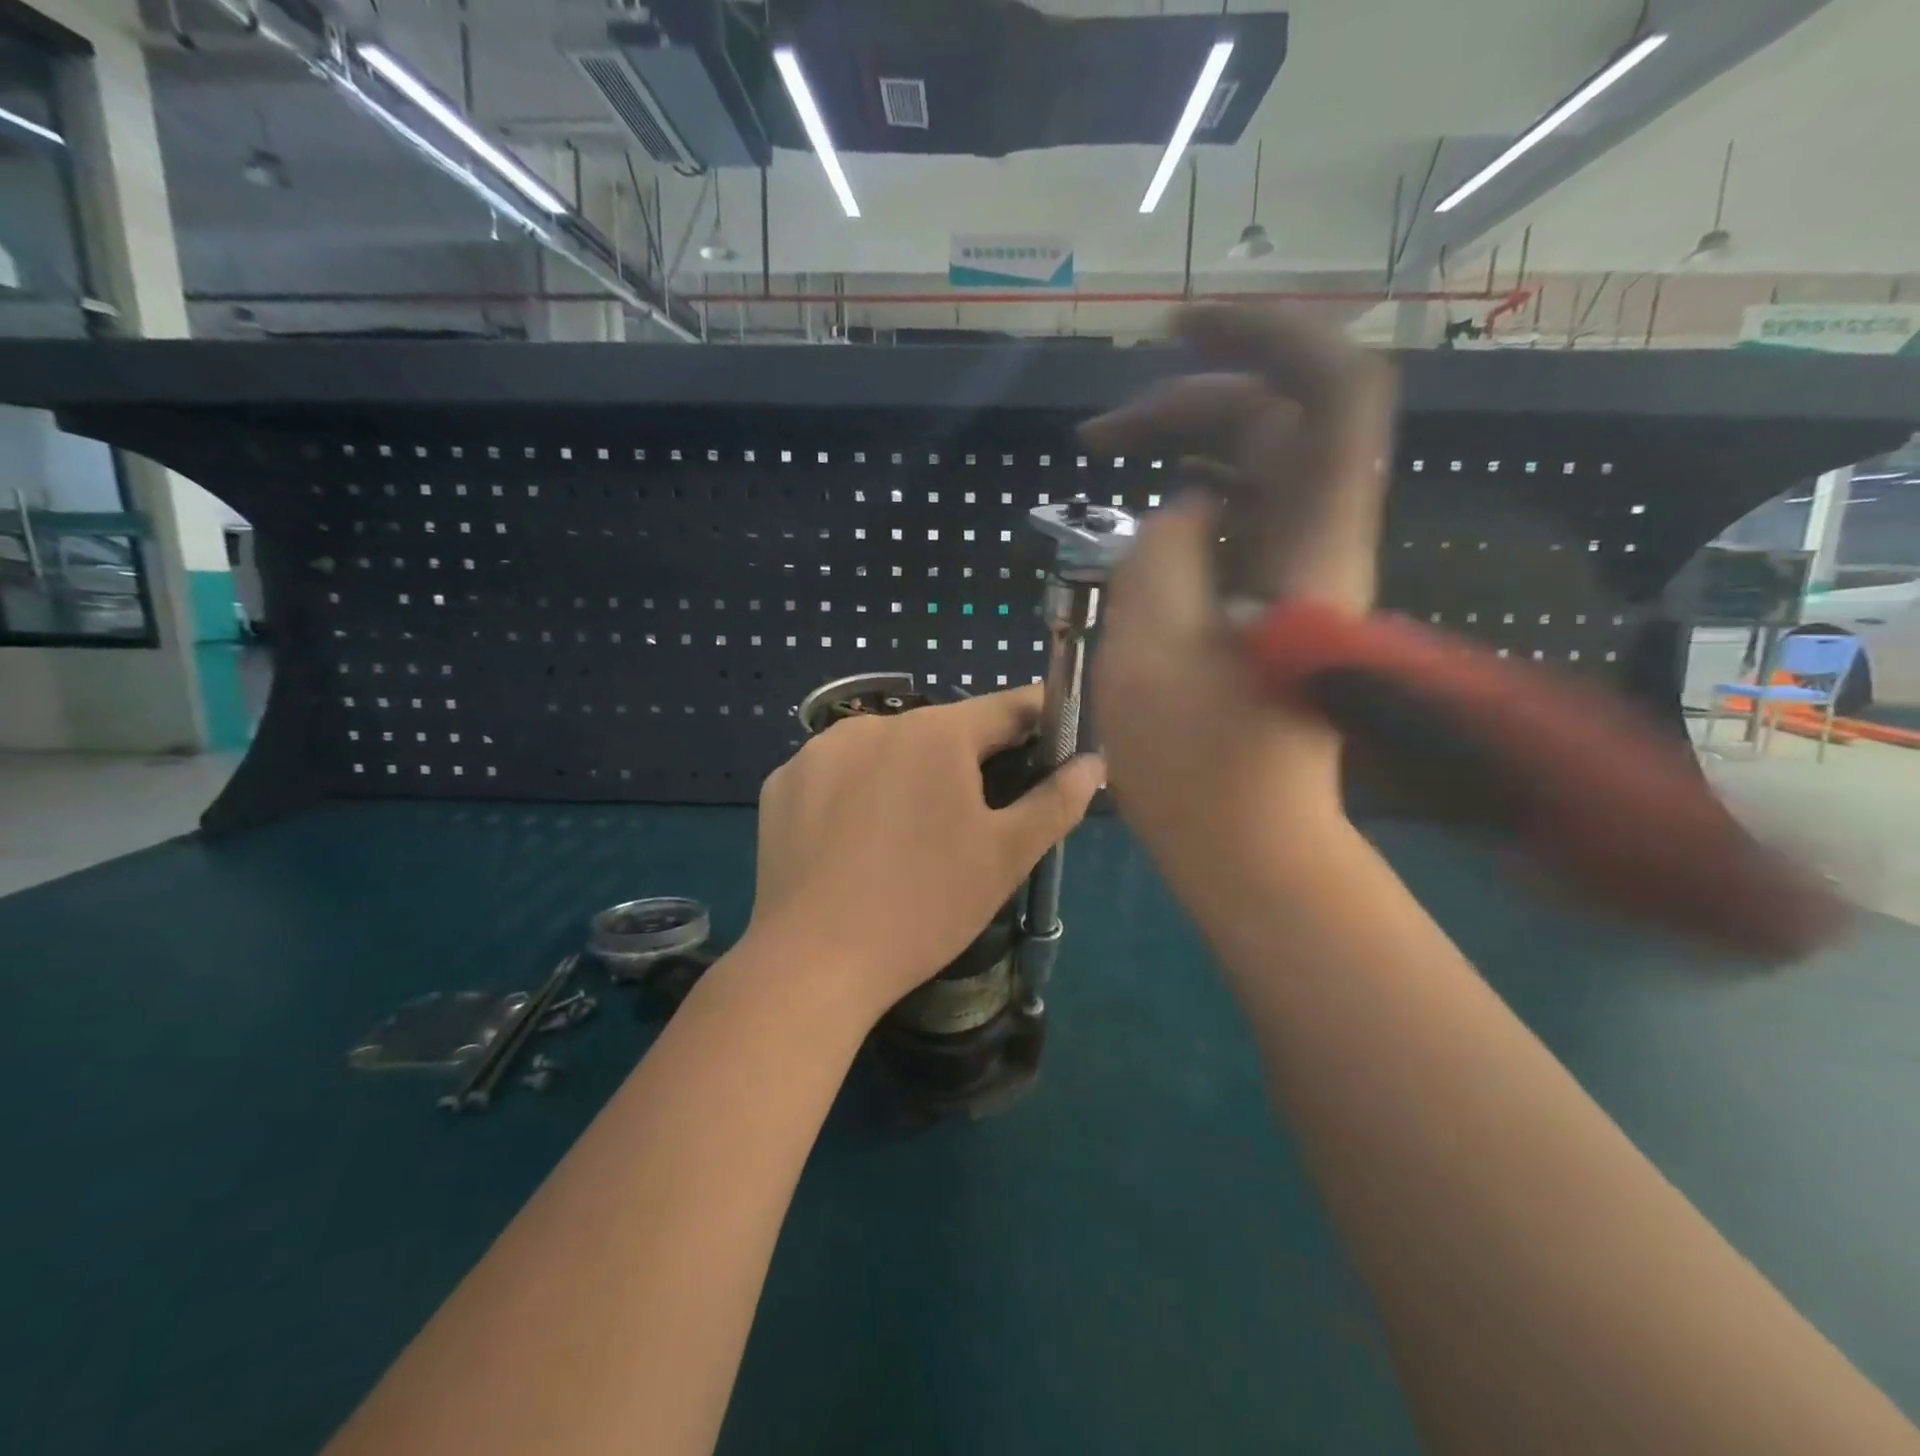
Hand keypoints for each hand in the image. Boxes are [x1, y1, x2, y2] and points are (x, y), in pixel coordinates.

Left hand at [747, 686, 1103, 1018]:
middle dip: (971, 759)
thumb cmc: (925, 905)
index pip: (1006, 707)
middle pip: (942, 731)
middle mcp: (874, 724)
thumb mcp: (1005, 857)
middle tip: (984, 810)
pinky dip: (858, 793)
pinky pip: (838, 774)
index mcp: (935, 733)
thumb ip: (1057, 801)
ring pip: (886, 751)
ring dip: (910, 774)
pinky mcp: (782, 782)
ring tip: (914, 833)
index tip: (1058, 735)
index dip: (1040, 719)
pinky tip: (859, 841)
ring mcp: (818, 750)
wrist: (812, 961)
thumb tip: (1093, 762)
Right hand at [1082, 306, 1395, 872]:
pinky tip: (1147, 514)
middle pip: (1278, 421)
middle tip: (1098, 433)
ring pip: (1257, 468)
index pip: (1333, 391)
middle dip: (1189, 401)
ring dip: (1185, 448)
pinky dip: (1193, 499)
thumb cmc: (1197, 765)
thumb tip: (1187, 508)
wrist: (1248, 845)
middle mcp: (1322, 542)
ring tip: (1107, 459)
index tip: (1172, 329)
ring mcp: (1301, 572)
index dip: (1264, 332)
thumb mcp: (1150, 646)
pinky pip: (1244, 517)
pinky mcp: (1276, 602)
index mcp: (1311, 545)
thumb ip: (1163, 547)